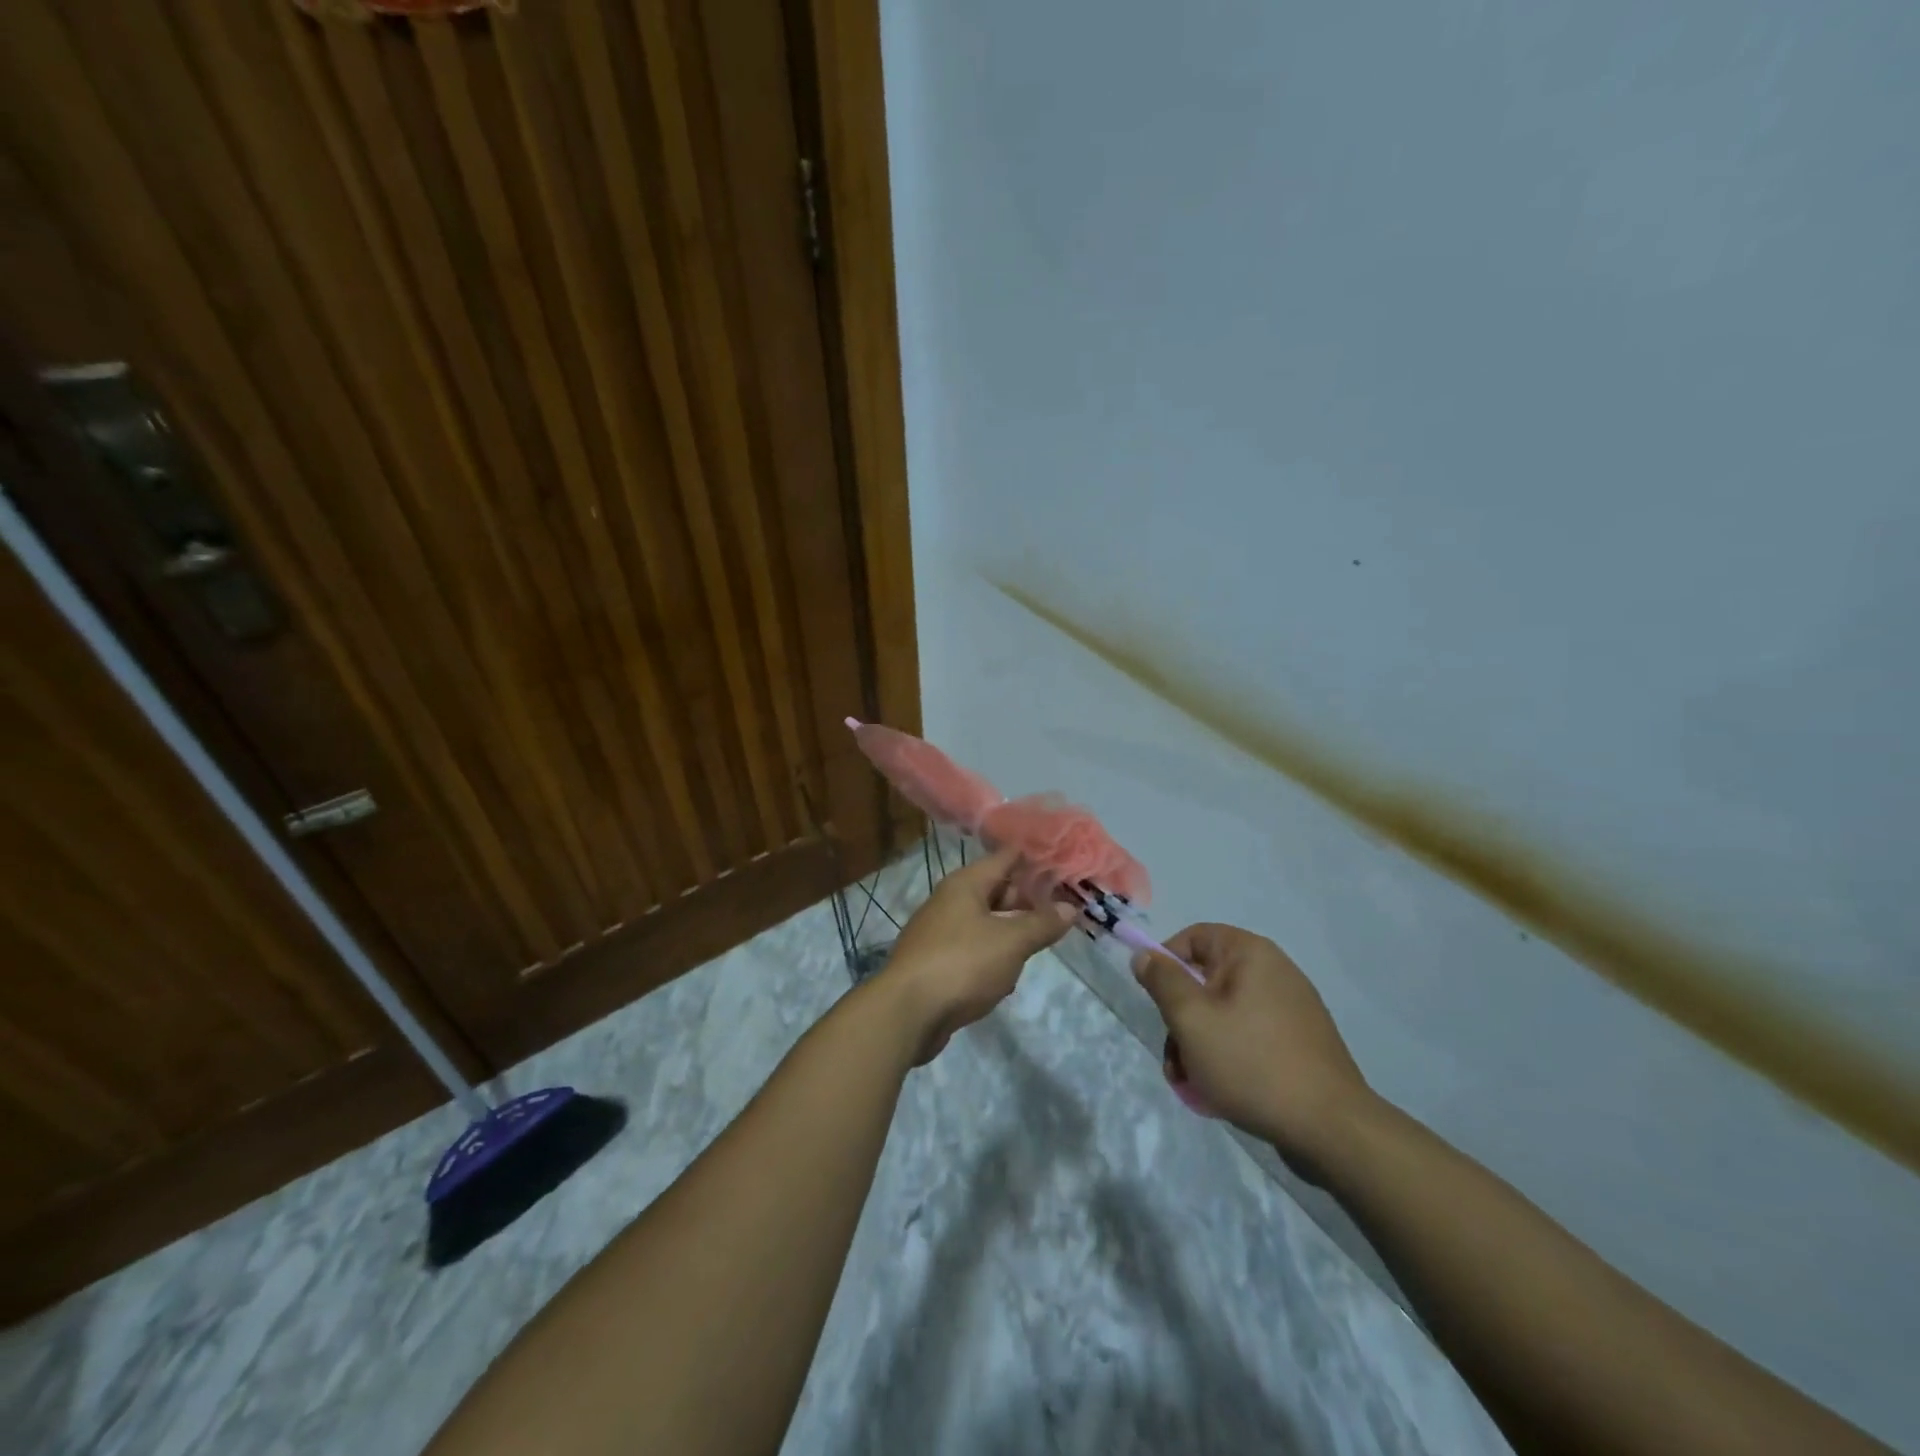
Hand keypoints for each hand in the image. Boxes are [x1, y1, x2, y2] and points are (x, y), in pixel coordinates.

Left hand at [882, 845, 1077, 1062]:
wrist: (907, 1012)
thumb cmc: (962, 964)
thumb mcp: (1011, 942)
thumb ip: (1041, 924)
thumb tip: (1069, 908)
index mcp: (965, 885)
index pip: (1005, 858)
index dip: (1034, 859)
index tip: (1063, 862)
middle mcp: (949, 902)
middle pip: (995, 891)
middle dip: (1026, 900)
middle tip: (1061, 909)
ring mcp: (939, 933)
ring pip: (985, 924)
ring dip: (1010, 933)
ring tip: (1038, 944)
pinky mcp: (935, 964)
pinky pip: (972, 952)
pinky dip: (991, 959)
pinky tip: (1005, 979)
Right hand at [1132, 923, 1371, 1165]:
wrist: (1330, 1128)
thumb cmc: (1251, 1063)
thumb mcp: (1191, 1019)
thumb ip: (1163, 981)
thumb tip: (1145, 955)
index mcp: (1250, 954)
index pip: (1193, 937)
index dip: (1166, 963)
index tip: (1155, 1001)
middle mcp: (1274, 971)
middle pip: (1206, 980)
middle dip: (1181, 1019)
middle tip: (1174, 1058)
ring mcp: (1290, 1008)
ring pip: (1224, 1014)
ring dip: (1199, 1044)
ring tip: (1193, 1084)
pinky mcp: (1299, 1042)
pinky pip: (1249, 1036)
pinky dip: (1228, 1056)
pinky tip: (1221, 1091)